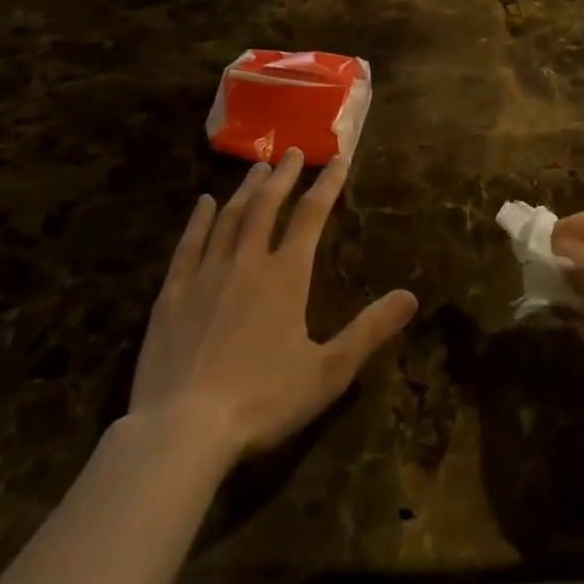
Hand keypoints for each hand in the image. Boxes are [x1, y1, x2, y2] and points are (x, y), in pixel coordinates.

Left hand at [128, 150, 417, 464]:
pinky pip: (188, 245)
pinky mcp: (172, 294)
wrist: (181, 432)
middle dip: (284, 176)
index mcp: (286, 275)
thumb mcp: (328, 372)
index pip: (312, 215)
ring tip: (258, 167)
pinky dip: (199, 220)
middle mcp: (247, 262)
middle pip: (267, 206)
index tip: (338, 158)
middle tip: (293, 151)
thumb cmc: (261, 401)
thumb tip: (411, 296)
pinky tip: (204, 204)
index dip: (327, 184)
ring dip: (246, 189)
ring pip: (230, 218)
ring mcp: (206, 274)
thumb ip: (370, 330)